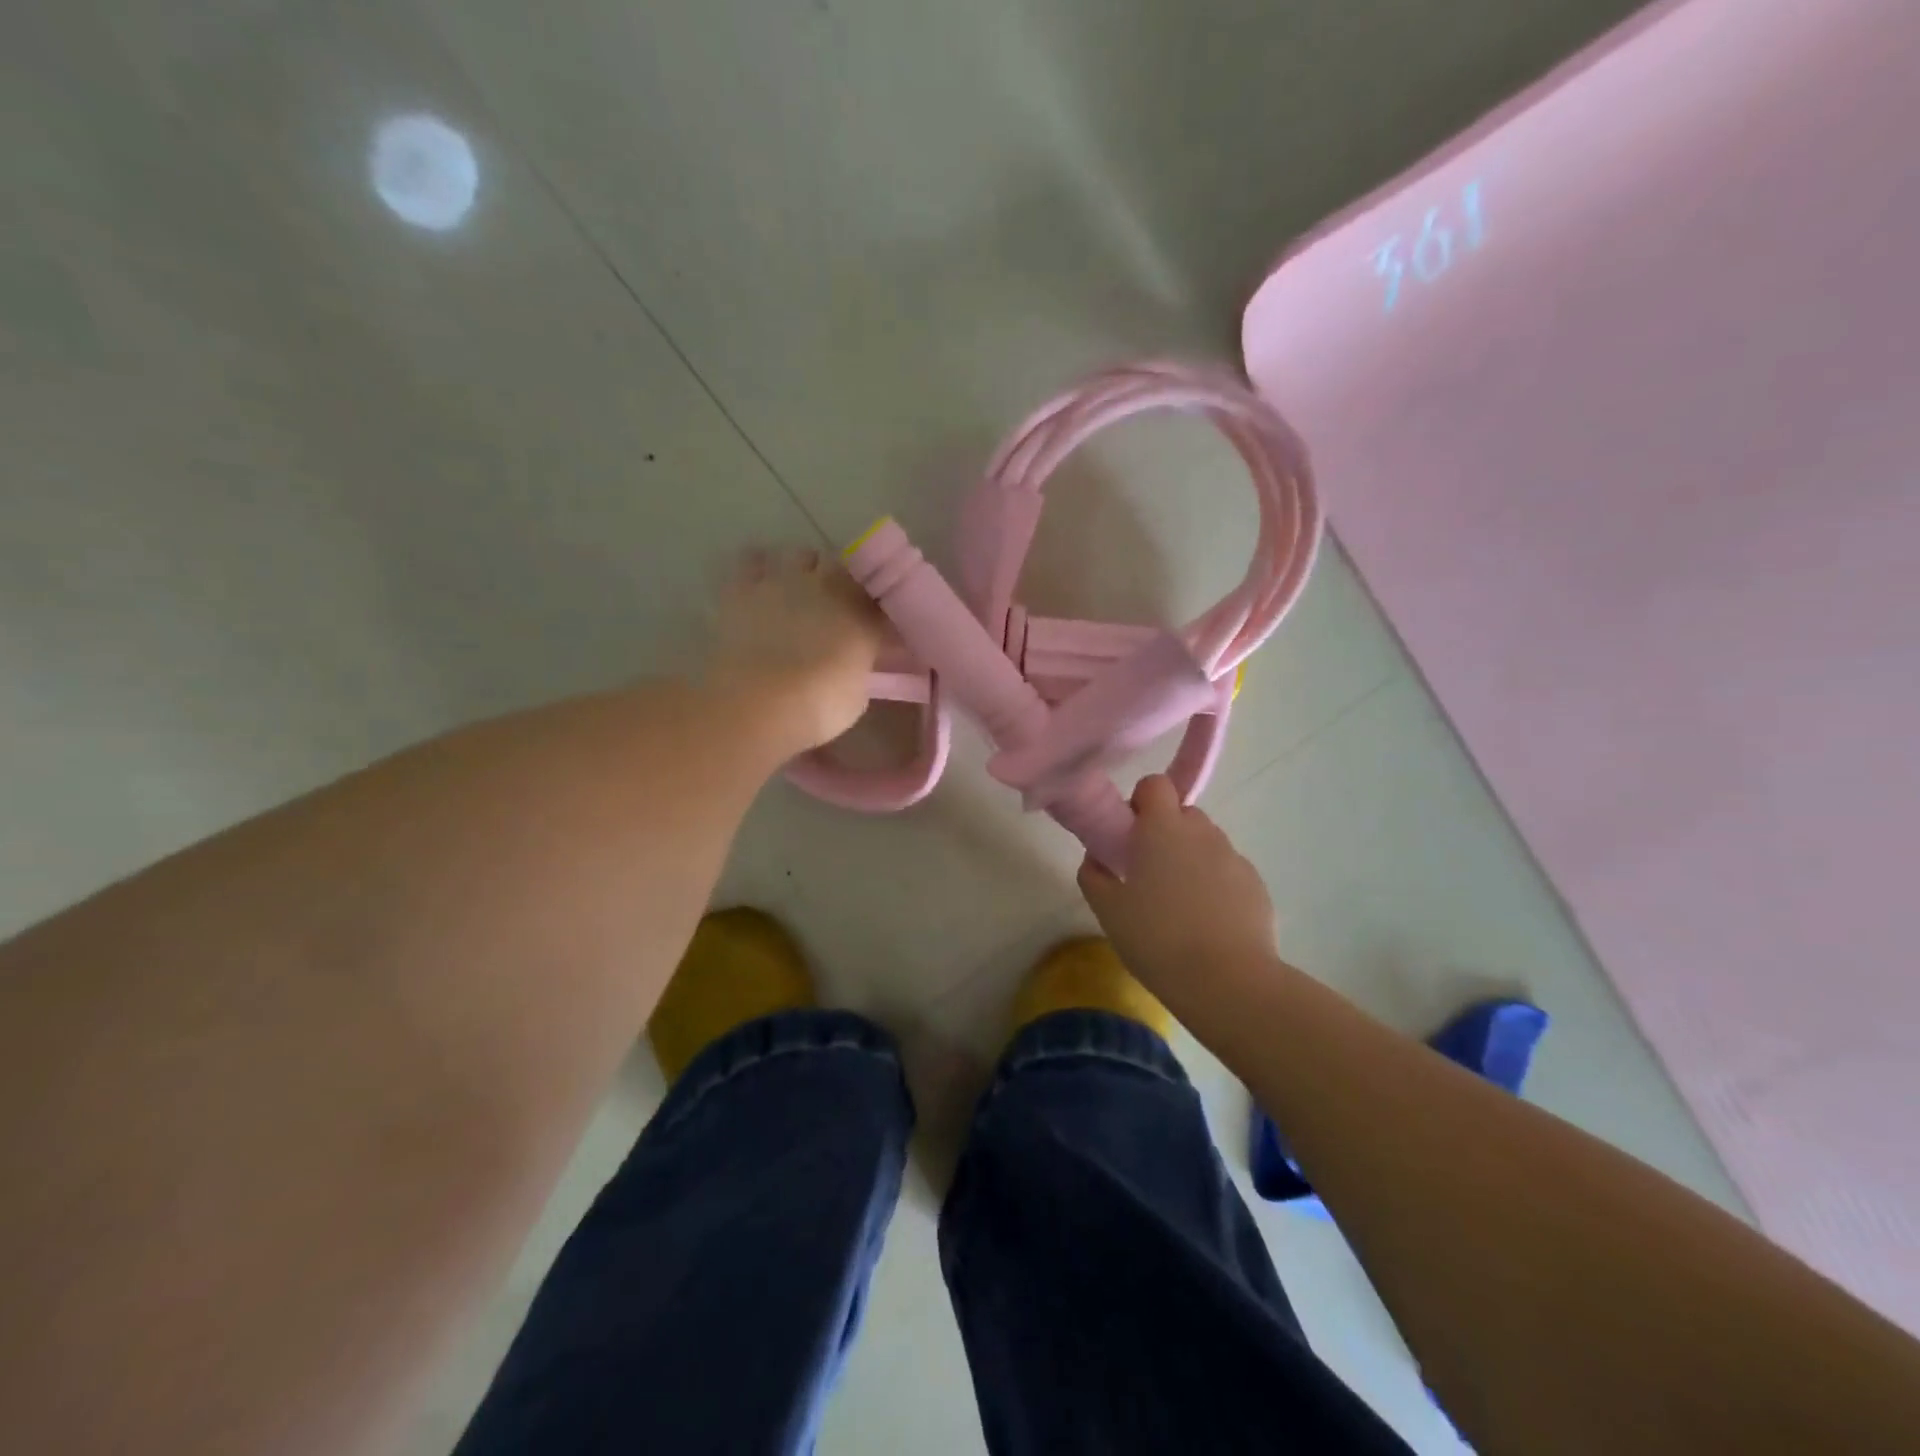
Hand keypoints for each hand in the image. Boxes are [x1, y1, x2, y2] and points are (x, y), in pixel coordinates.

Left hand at [708, 547, 885, 752]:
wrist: (759, 703)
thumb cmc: (818, 707)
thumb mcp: (855, 695)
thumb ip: (857, 667)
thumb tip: (852, 661)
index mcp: (864, 614)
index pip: (877, 600)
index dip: (872, 610)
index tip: (870, 626)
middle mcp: (828, 586)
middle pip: (841, 567)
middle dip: (839, 582)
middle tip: (832, 608)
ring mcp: (785, 580)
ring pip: (801, 555)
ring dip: (802, 569)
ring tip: (795, 592)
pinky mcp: (744, 586)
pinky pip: (753, 560)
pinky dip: (759, 568)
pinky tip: (760, 584)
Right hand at [1078, 775, 1279, 998]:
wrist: (1228, 982)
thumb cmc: (1157, 939)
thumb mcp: (1108, 910)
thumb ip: (1094, 874)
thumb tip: (1097, 857)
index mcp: (1163, 828)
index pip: (1155, 784)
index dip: (1141, 801)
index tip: (1130, 833)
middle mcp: (1202, 832)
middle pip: (1182, 813)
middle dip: (1166, 833)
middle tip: (1149, 872)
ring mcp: (1234, 858)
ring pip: (1207, 844)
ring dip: (1191, 859)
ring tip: (1179, 904)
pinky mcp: (1257, 885)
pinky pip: (1228, 872)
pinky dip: (1216, 885)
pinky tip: (1207, 923)